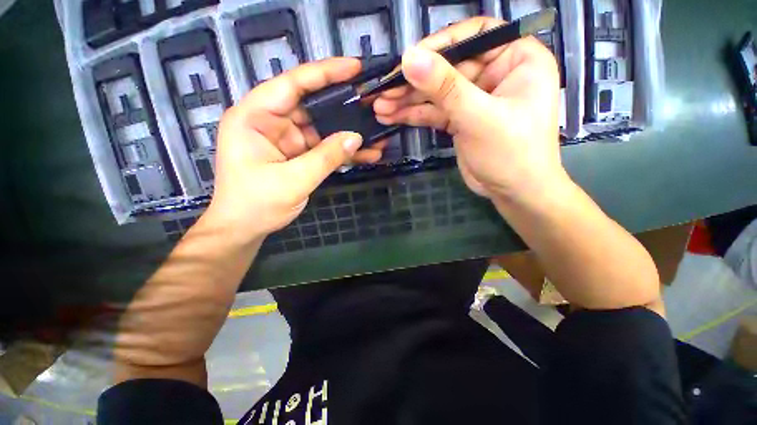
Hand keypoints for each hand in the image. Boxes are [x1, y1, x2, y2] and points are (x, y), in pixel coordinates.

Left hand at [203, 58, 385, 242]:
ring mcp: (286, 140)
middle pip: (311, 105)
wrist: (245, 229)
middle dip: (343, 105)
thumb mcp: (293, 180)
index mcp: (254, 118)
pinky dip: (342, 151)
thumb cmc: (256, 204)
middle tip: (372, 102)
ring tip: (377, 131)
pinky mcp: (297, 155)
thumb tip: (356, 137)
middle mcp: (270, 122)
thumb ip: (325, 157)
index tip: (354, 68)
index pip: (291, 84)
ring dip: (347, 133)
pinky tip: (365, 154)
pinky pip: (323, 148)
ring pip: (322, 129)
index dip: (324, 73)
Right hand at [374, 17, 565, 203]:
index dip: (439, 44)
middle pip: (448, 67)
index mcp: (516, 58)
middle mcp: (495, 73)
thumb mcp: (478, 117)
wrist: (514, 192)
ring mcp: (475, 98)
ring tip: (380, 106)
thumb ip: (445, 87)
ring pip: (437, 93)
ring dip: (408, 100)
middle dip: (414, 81)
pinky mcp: (461, 120)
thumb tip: (409, 58)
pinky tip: (392, 117)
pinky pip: (435, 112)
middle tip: (384, 91)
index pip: (474, 35)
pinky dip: (414, 115)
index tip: (408, 59)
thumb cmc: (511, 153)